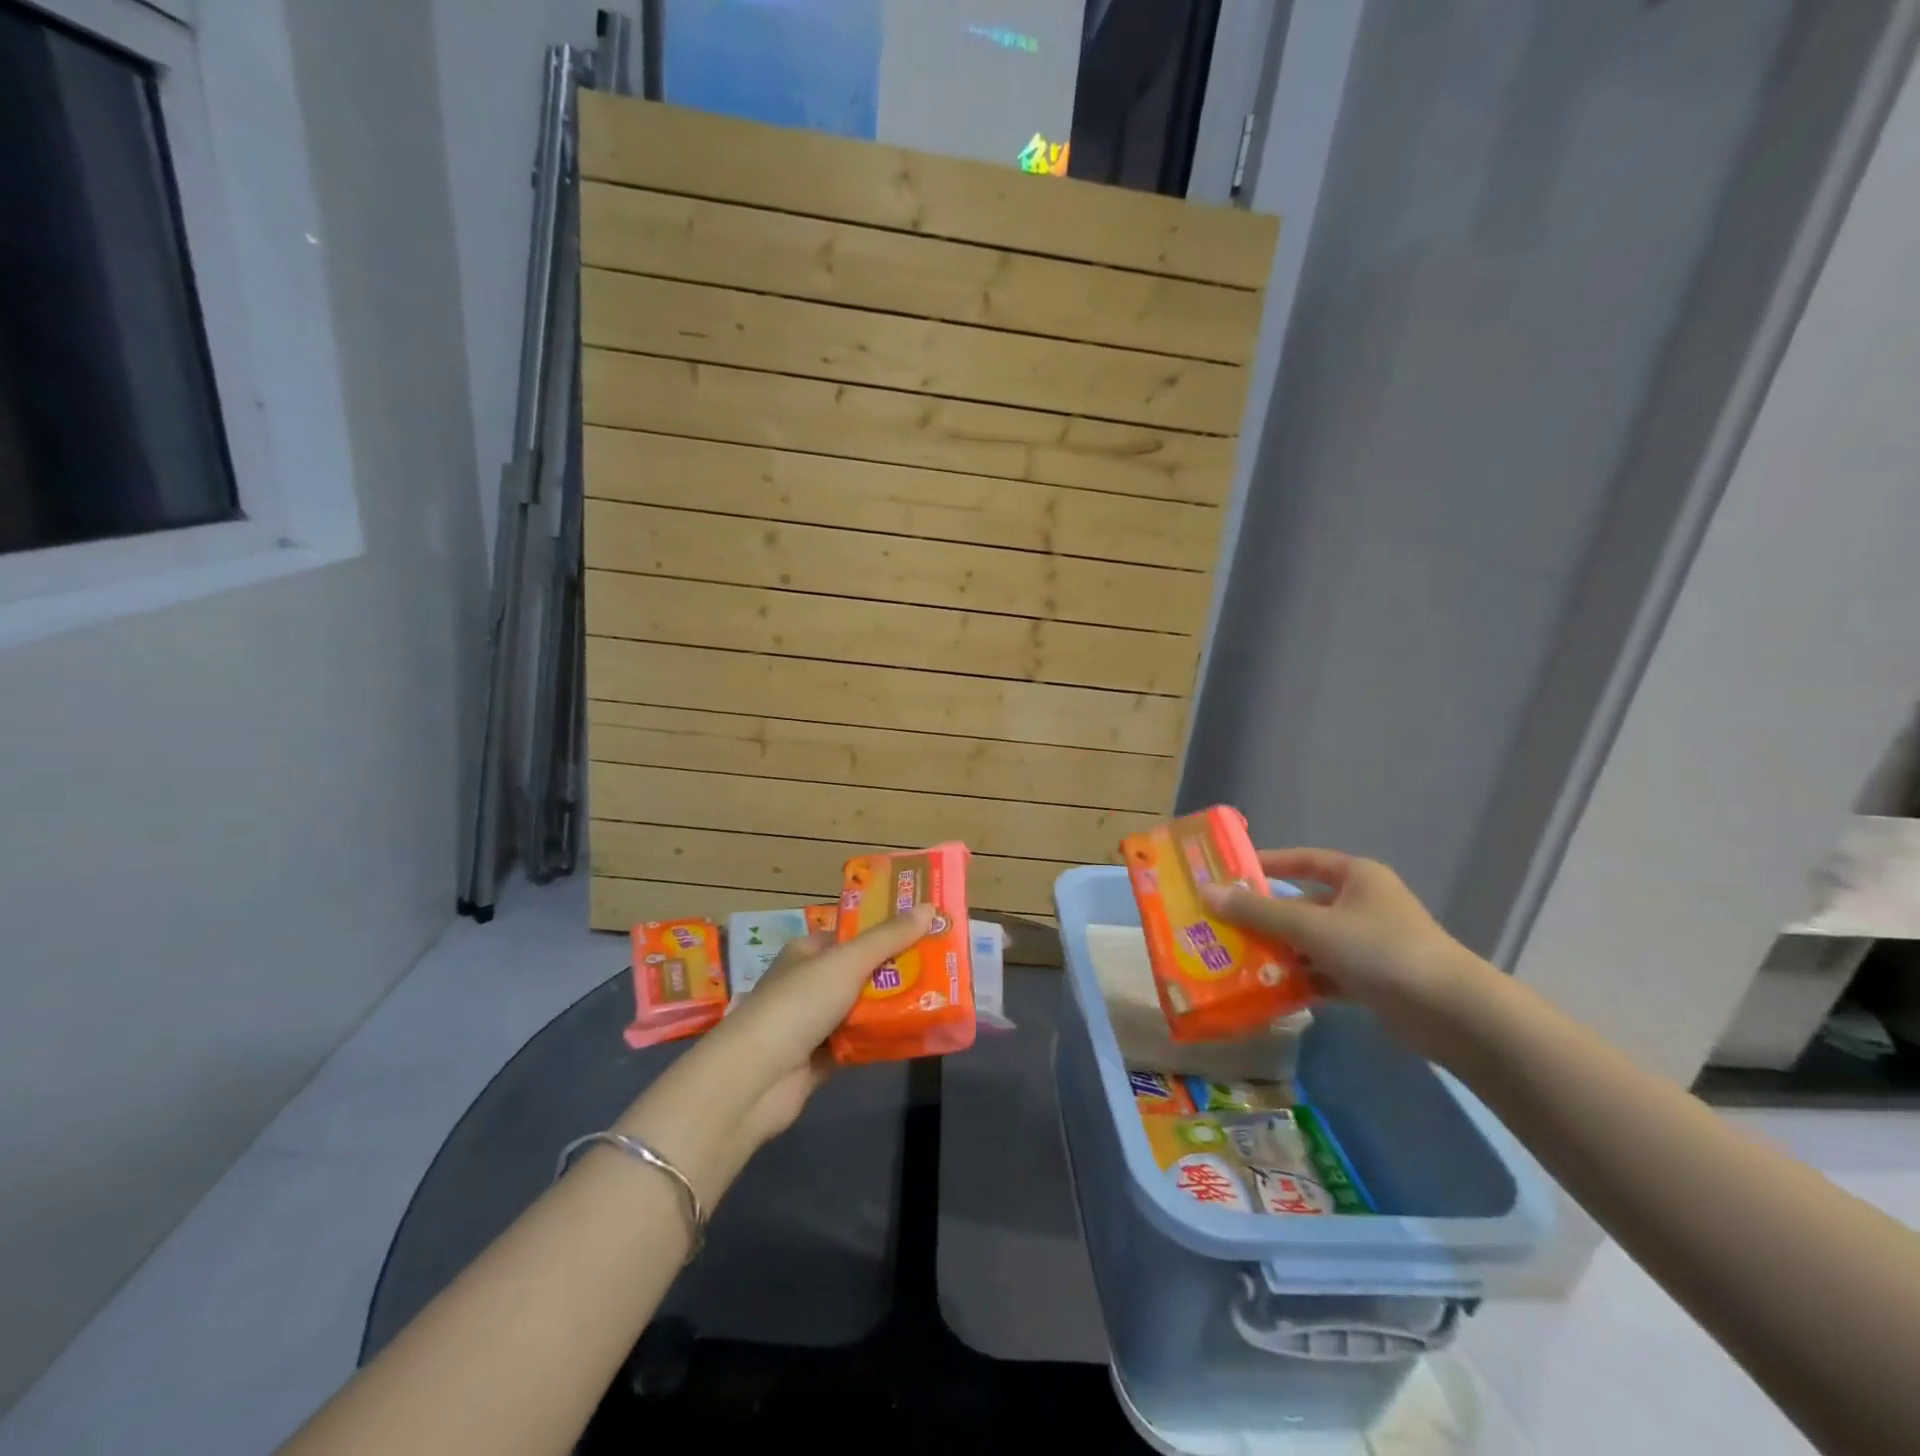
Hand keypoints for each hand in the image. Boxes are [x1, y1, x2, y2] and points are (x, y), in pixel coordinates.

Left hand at [713, 904, 934, 1144]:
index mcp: (808, 951)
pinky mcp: (820, 1058)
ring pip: (863, 1008)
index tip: (926, 930)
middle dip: (897, 971)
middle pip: (862, 971)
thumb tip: (928, 906)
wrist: (755, 1079)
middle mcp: (809, 982)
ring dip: (893, 1006)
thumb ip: (888, 938)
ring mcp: (814, 1022)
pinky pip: (860, 1042)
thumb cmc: (798, 1005)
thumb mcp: (846, 962)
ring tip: (938, 998)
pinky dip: (882, 1039)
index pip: (853, 935)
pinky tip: (915, 1035)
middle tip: (942, 967)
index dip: (887, 930)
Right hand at [1200, 848, 1492, 1059]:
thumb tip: (1205, 892)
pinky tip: (1268, 991)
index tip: (1228, 873)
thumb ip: (1257, 912)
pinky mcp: (1373, 981)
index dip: (1267, 864)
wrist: (1452, 1014)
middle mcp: (1363, 905)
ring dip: (1279, 952)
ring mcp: (1369, 944)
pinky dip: (1300, 980)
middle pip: (1303, 905)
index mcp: (1356, 877)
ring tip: (1234, 961)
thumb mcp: (1312, 926)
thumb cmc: (1380, 950)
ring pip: (1311, 942)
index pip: (1303, 861)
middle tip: (1220, 925)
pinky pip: (1324, 973)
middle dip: (1264, 917)